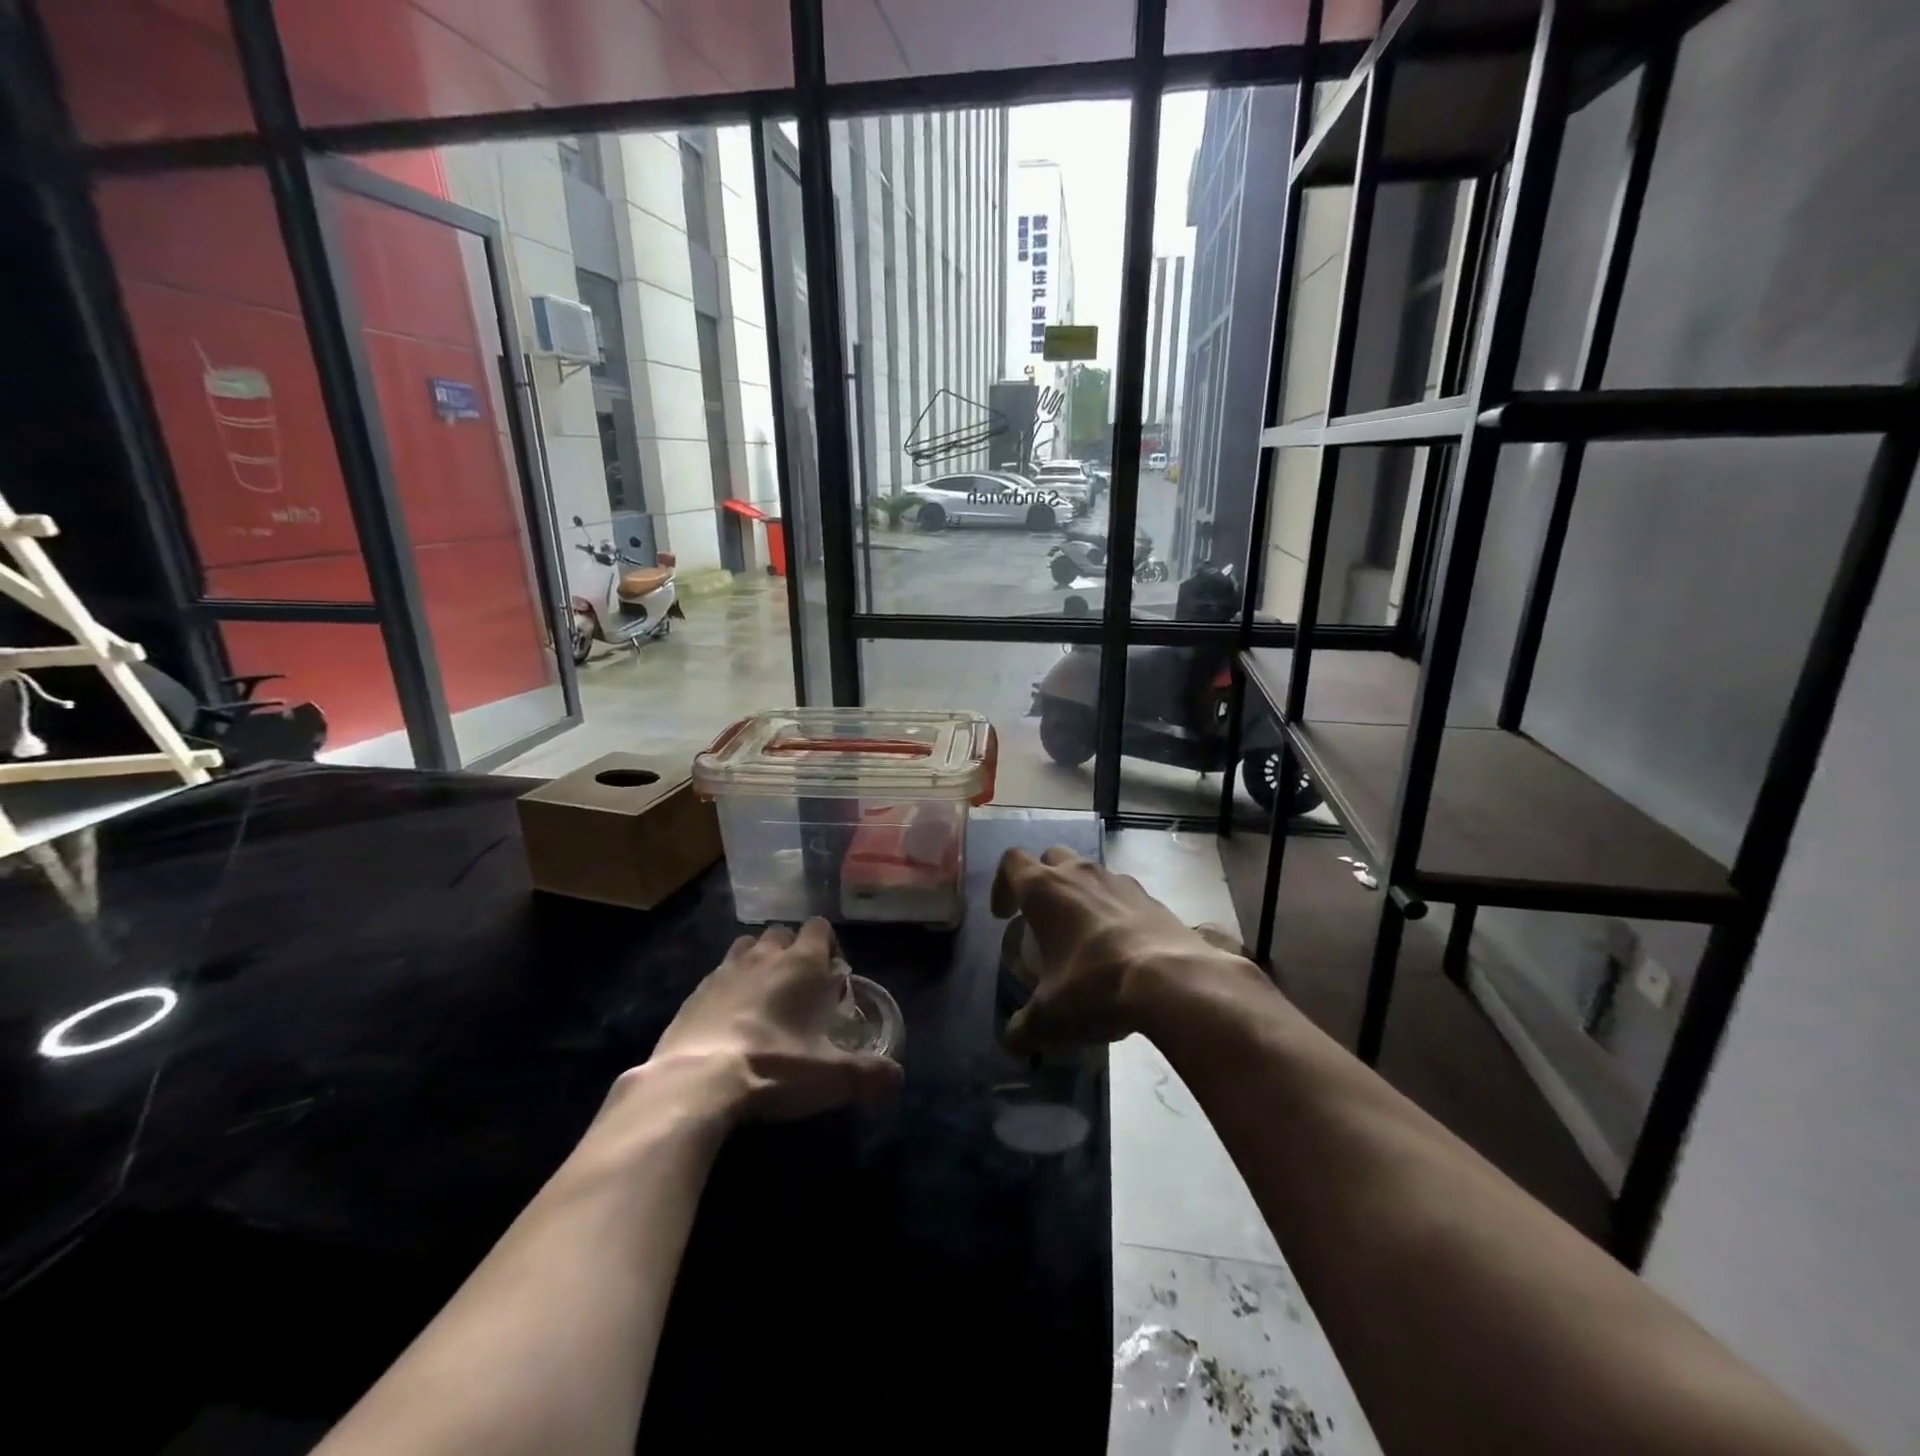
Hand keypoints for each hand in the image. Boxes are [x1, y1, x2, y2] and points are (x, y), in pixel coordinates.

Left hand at [644, 919, 902, 1122]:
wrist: (695, 1081)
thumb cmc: (774, 1066)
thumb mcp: (832, 1078)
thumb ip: (870, 1075)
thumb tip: (896, 1078)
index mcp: (802, 963)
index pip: (820, 927)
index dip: (829, 946)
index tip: (832, 978)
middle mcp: (764, 956)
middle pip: (782, 933)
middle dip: (793, 952)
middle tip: (800, 990)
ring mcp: (724, 971)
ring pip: (747, 947)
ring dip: (758, 962)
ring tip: (764, 999)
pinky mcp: (694, 993)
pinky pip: (717, 976)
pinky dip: (727, 989)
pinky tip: (729, 1021)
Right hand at [990, 847, 1257, 1052]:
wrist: (1172, 981)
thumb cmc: (1094, 986)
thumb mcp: (1049, 1017)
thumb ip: (1023, 1027)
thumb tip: (1012, 1040)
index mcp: (1044, 889)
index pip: (1011, 863)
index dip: (1002, 885)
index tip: (1004, 916)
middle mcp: (1079, 873)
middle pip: (1051, 858)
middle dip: (1043, 882)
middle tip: (1042, 919)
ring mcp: (1119, 881)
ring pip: (1089, 873)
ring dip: (1080, 894)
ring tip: (1082, 936)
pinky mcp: (1151, 898)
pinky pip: (1122, 895)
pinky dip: (1114, 912)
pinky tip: (1119, 948)